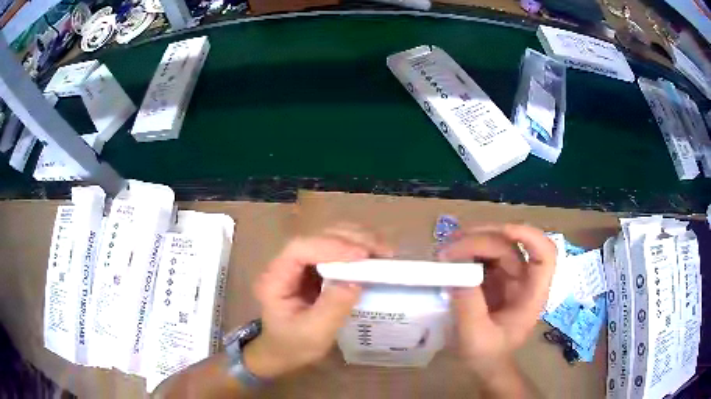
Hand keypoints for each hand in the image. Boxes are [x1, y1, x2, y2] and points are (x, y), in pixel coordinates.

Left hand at [245, 227, 392, 378]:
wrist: (284, 351)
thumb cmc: (294, 344)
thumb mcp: (314, 333)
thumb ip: (333, 308)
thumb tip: (357, 281)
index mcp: (276, 278)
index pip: (299, 249)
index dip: (330, 246)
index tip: (362, 256)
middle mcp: (286, 263)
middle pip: (317, 236)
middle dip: (351, 239)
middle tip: (383, 251)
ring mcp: (301, 263)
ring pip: (329, 237)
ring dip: (358, 239)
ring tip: (384, 252)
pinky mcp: (315, 267)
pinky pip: (337, 248)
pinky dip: (358, 247)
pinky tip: (374, 256)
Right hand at [438, 224, 555, 376]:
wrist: (485, 363)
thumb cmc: (488, 355)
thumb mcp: (476, 337)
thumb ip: (468, 306)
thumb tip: (455, 269)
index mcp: (532, 294)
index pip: (545, 255)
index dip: (529, 236)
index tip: (501, 233)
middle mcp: (524, 279)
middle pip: (511, 245)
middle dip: (481, 240)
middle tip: (448, 250)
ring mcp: (509, 275)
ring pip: (496, 244)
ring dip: (471, 241)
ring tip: (444, 250)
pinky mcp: (494, 276)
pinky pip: (483, 254)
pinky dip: (466, 250)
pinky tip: (448, 256)